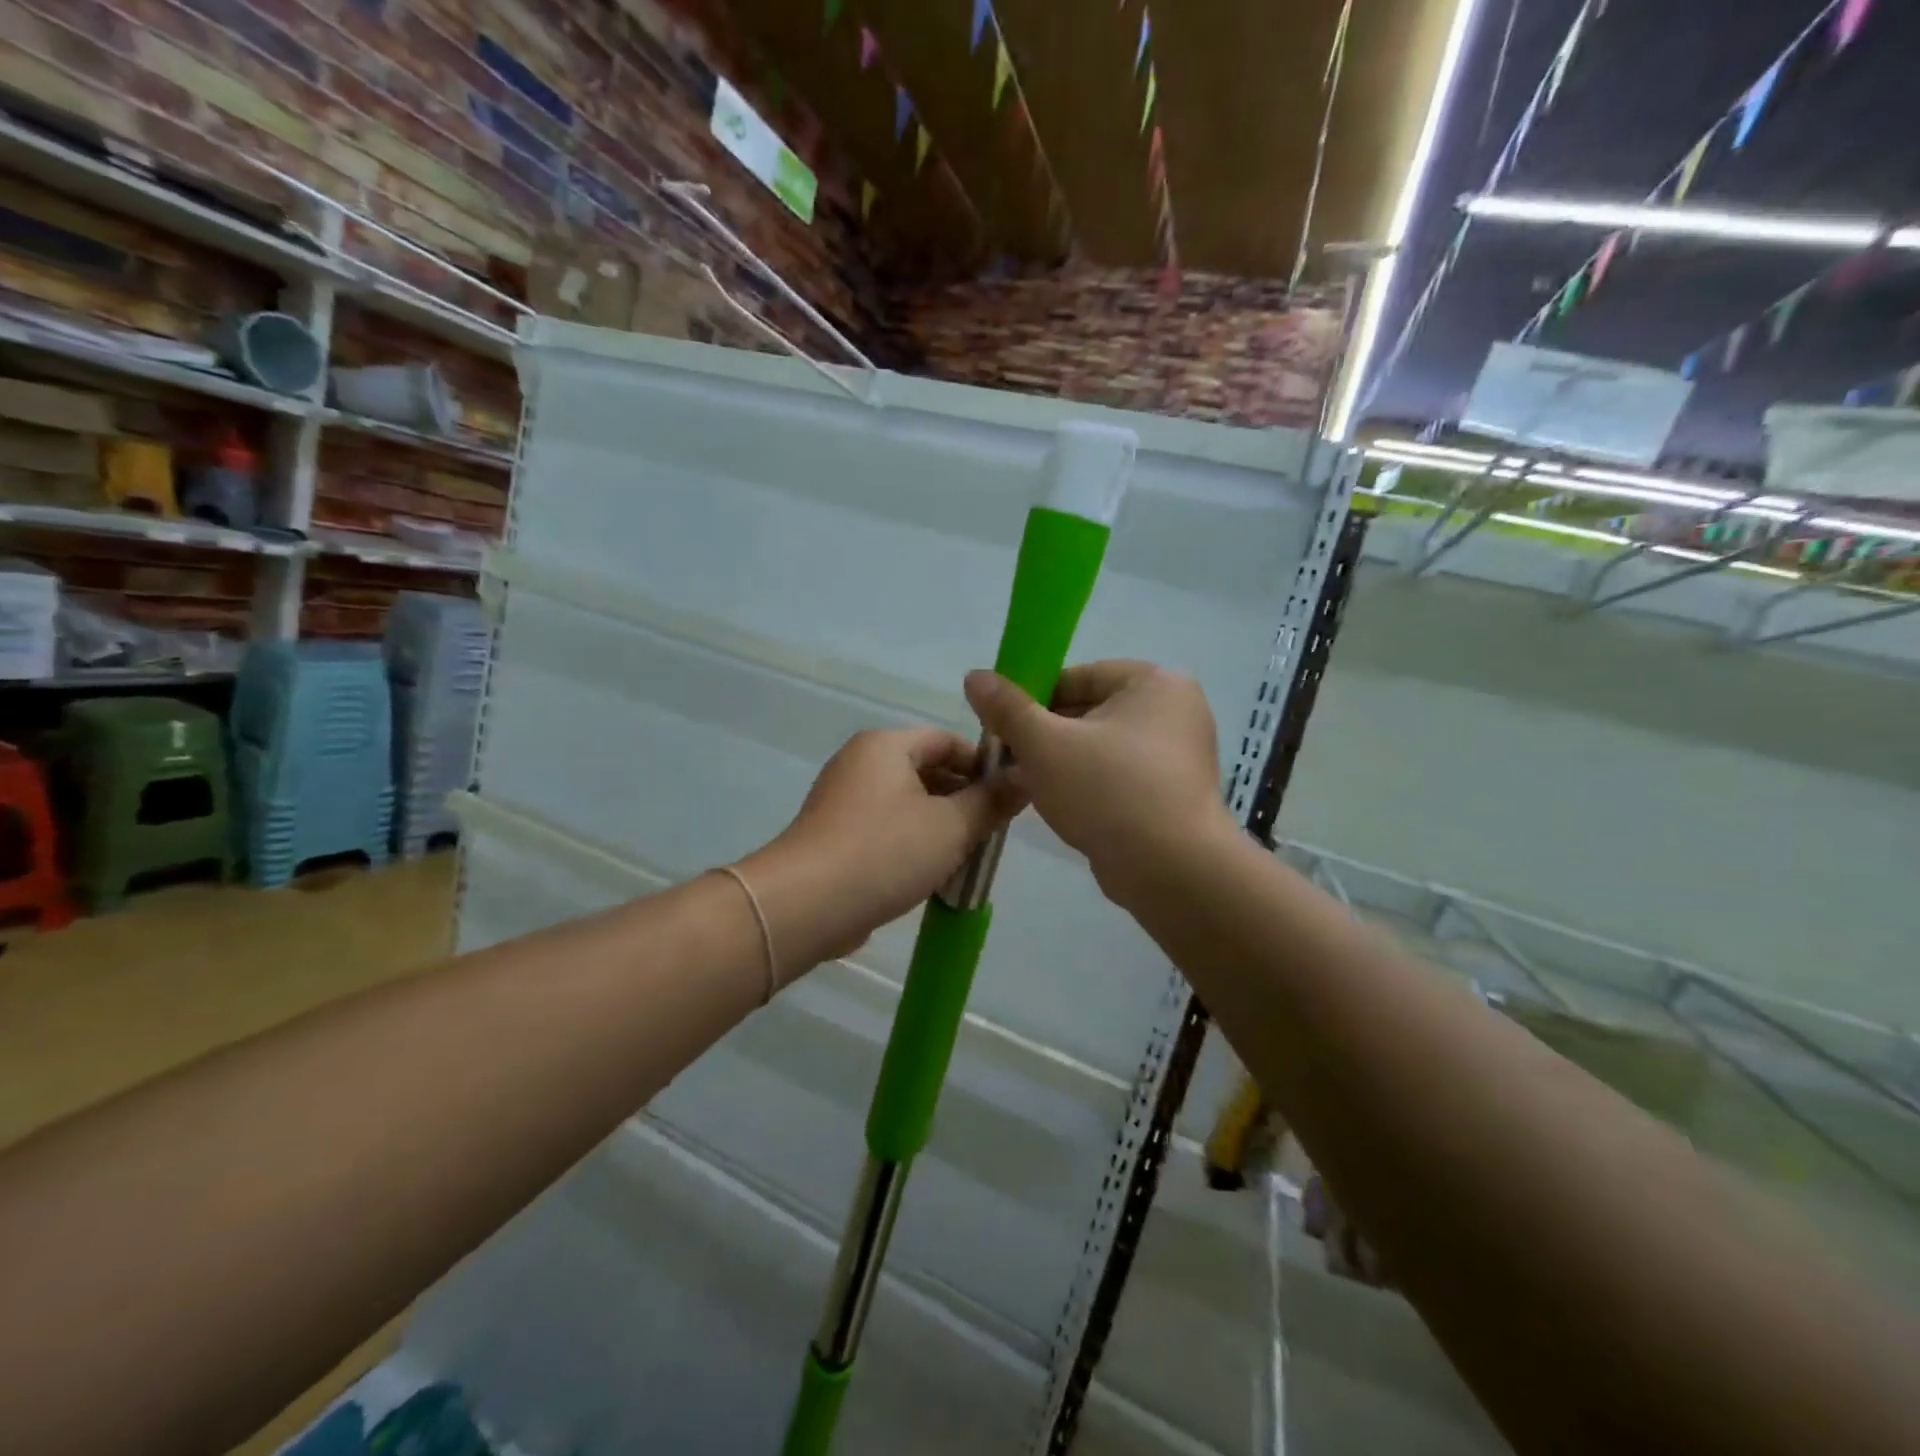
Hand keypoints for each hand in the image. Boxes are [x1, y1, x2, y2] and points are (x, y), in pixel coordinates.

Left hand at [737, 728, 1021, 973]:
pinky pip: (885, 830)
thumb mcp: (952, 826)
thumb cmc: (885, 852)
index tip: (1010, 798)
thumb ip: (991, 802)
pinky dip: (911, 845)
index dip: (983, 766)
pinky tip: (931, 876)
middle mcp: (860, 763)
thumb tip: (1026, 778)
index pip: (947, 741)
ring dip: (940, 828)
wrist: (805, 905)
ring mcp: (842, 800)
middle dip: (963, 801)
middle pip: (927, 772)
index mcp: (886, 746)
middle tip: (992, 833)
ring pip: (907, 805)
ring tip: (968, 859)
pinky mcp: (834, 836)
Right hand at [963, 660, 1232, 899]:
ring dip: (1061, 763)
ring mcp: (1179, 755)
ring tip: (1025, 785)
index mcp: (1155, 683)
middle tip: (1009, 760)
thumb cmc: (1108, 791)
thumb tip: (974, 676)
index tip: (1004, 727)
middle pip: (1090, 712)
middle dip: (1045, 735)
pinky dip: (1089, 786)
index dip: (1033, 699)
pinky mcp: (1173, 794)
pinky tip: (1059, 807)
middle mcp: (1176, 711)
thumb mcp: (1045, 744)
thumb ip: (1007, 708)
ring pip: (1101, 748)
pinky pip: (1119, 777)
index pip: (1078, 677)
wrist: (1171, 870)